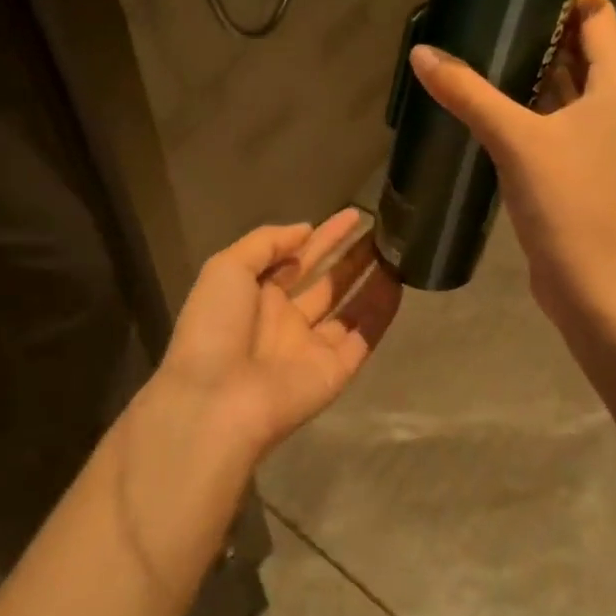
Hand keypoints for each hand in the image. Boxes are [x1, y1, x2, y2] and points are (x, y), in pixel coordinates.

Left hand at [149, 208, 400, 465]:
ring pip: (350, 307)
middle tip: (383, 230)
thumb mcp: (227, 267)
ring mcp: (312, 346)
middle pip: (328, 281)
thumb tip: (305, 229)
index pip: (297, 258)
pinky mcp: (336, 371)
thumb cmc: (215, 326)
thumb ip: (266, 243)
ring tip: (398, 250)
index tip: (353, 215)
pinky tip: (399, 283)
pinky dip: (381, 312)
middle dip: (353, 256)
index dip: (325, 237)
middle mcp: (286, 319)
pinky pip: (364, 336)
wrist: (217, 400)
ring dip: (372, 279)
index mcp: (256, 295)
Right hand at [408, 0, 615, 334]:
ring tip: (480, 45)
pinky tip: (486, 100)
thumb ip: (469, 93)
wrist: (595, 288)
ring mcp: (600, 139)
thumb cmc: (570, 204)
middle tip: (487, 8)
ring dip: (531, 67)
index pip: (598, 16)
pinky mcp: (580, 167)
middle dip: (540, 26)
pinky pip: (553, 119)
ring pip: (565, 86)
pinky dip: (527, 104)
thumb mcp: (516, 140)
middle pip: (581, 48)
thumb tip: (422, 53)